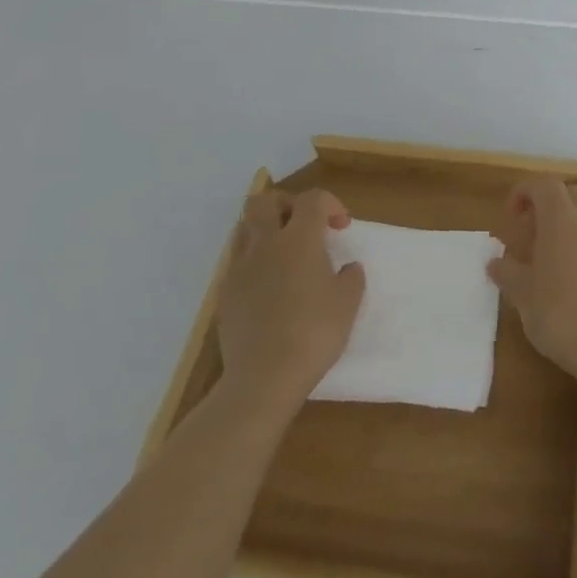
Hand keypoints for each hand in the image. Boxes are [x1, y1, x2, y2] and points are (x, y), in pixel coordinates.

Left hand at [217, 188, 365, 412]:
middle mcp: (266, 243)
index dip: (330, 204)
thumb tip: (347, 268)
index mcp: (299, 238)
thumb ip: (351, 278)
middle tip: (303, 226)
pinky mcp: (225, 293)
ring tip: (284, 254)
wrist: (263, 377)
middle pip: (264, 201)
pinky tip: (268, 287)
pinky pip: (237, 262)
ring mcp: (240, 268)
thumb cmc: (313, 333)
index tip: (340, 226)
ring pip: (244, 228)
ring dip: (265, 231)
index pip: (312, 199)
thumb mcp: (348, 304)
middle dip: (286, 205)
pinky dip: (253, 262)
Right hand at [488, 178, 576, 384]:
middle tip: (528, 231)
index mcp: (561, 219)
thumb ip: (507, 273)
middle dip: (546, 203)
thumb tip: (495, 262)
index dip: (523, 193)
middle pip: (568, 193)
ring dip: (564, 223)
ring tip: (544, 255)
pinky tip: (565, 274)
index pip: (543, 185)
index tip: (510, 217)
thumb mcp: (523, 294)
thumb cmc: (560, 313)